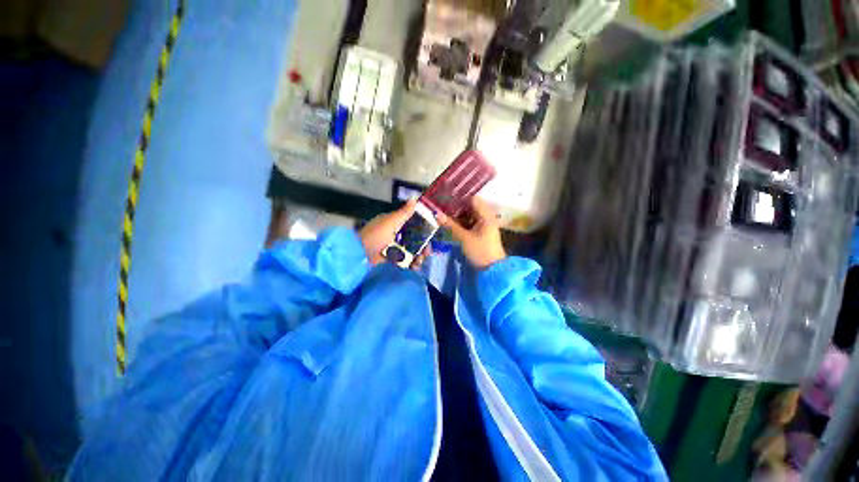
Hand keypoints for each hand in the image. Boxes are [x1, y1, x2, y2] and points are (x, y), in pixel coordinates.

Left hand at [359, 199, 431, 268]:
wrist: (359, 255)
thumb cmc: (374, 236)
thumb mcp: (389, 222)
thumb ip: (403, 213)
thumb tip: (414, 199)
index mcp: (395, 224)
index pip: (412, 224)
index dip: (423, 229)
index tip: (430, 235)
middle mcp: (396, 235)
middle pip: (414, 239)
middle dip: (423, 246)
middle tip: (427, 252)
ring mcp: (394, 248)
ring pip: (412, 251)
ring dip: (419, 255)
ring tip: (420, 260)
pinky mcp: (393, 259)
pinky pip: (406, 260)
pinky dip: (412, 263)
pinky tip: (415, 266)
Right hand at [437, 197, 505, 269]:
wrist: (492, 270)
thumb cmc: (480, 251)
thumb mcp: (464, 238)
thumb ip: (450, 225)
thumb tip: (436, 213)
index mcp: (486, 215)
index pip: (473, 199)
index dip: (460, 198)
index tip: (446, 198)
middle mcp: (486, 217)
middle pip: (470, 207)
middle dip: (456, 208)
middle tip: (441, 207)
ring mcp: (484, 225)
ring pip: (469, 216)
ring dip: (458, 216)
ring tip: (443, 214)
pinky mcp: (481, 233)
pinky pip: (470, 224)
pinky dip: (461, 223)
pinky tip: (450, 224)